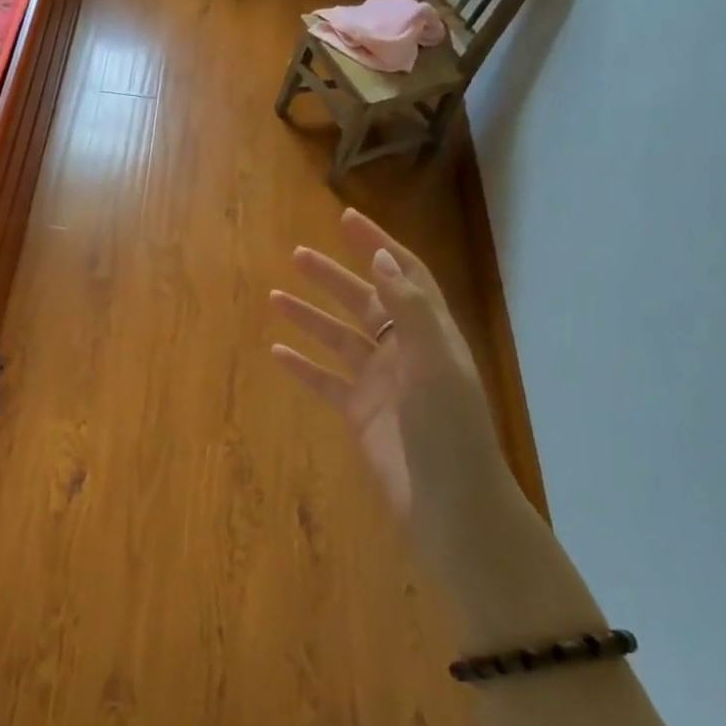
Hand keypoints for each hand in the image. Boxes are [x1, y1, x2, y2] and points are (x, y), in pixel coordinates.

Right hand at [269, 208, 509, 556]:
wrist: (450, 505)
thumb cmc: (449, 430)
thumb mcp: (435, 363)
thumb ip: (408, 310)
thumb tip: (381, 260)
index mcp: (431, 334)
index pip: (404, 276)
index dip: (379, 246)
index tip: (346, 220)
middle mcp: (405, 352)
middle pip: (366, 301)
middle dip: (334, 276)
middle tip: (297, 254)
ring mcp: (381, 383)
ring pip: (339, 338)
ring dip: (310, 316)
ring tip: (275, 297)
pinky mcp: (360, 413)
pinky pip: (325, 381)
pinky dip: (302, 365)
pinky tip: (276, 351)